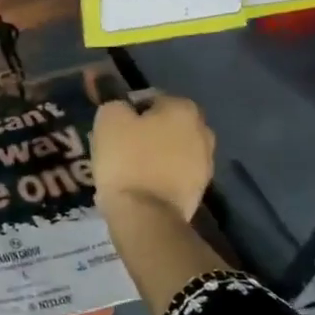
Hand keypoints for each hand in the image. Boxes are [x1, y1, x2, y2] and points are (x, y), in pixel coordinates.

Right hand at [92, 91, 213, 224]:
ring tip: (130, 167)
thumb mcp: (109, 120)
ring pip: (172, 149)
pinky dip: (161, 175)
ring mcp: (205, 163)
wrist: (146, 215)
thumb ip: (116, 104)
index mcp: (184, 109)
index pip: (151, 99)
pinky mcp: (200, 190)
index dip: (129, 110)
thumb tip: (122, 108)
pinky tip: (141, 184)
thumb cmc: (127, 160)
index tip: (114, 126)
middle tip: (121, 144)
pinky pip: (175, 173)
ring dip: (156, 153)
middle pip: (166, 125)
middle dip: (147, 131)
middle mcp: (203, 131)